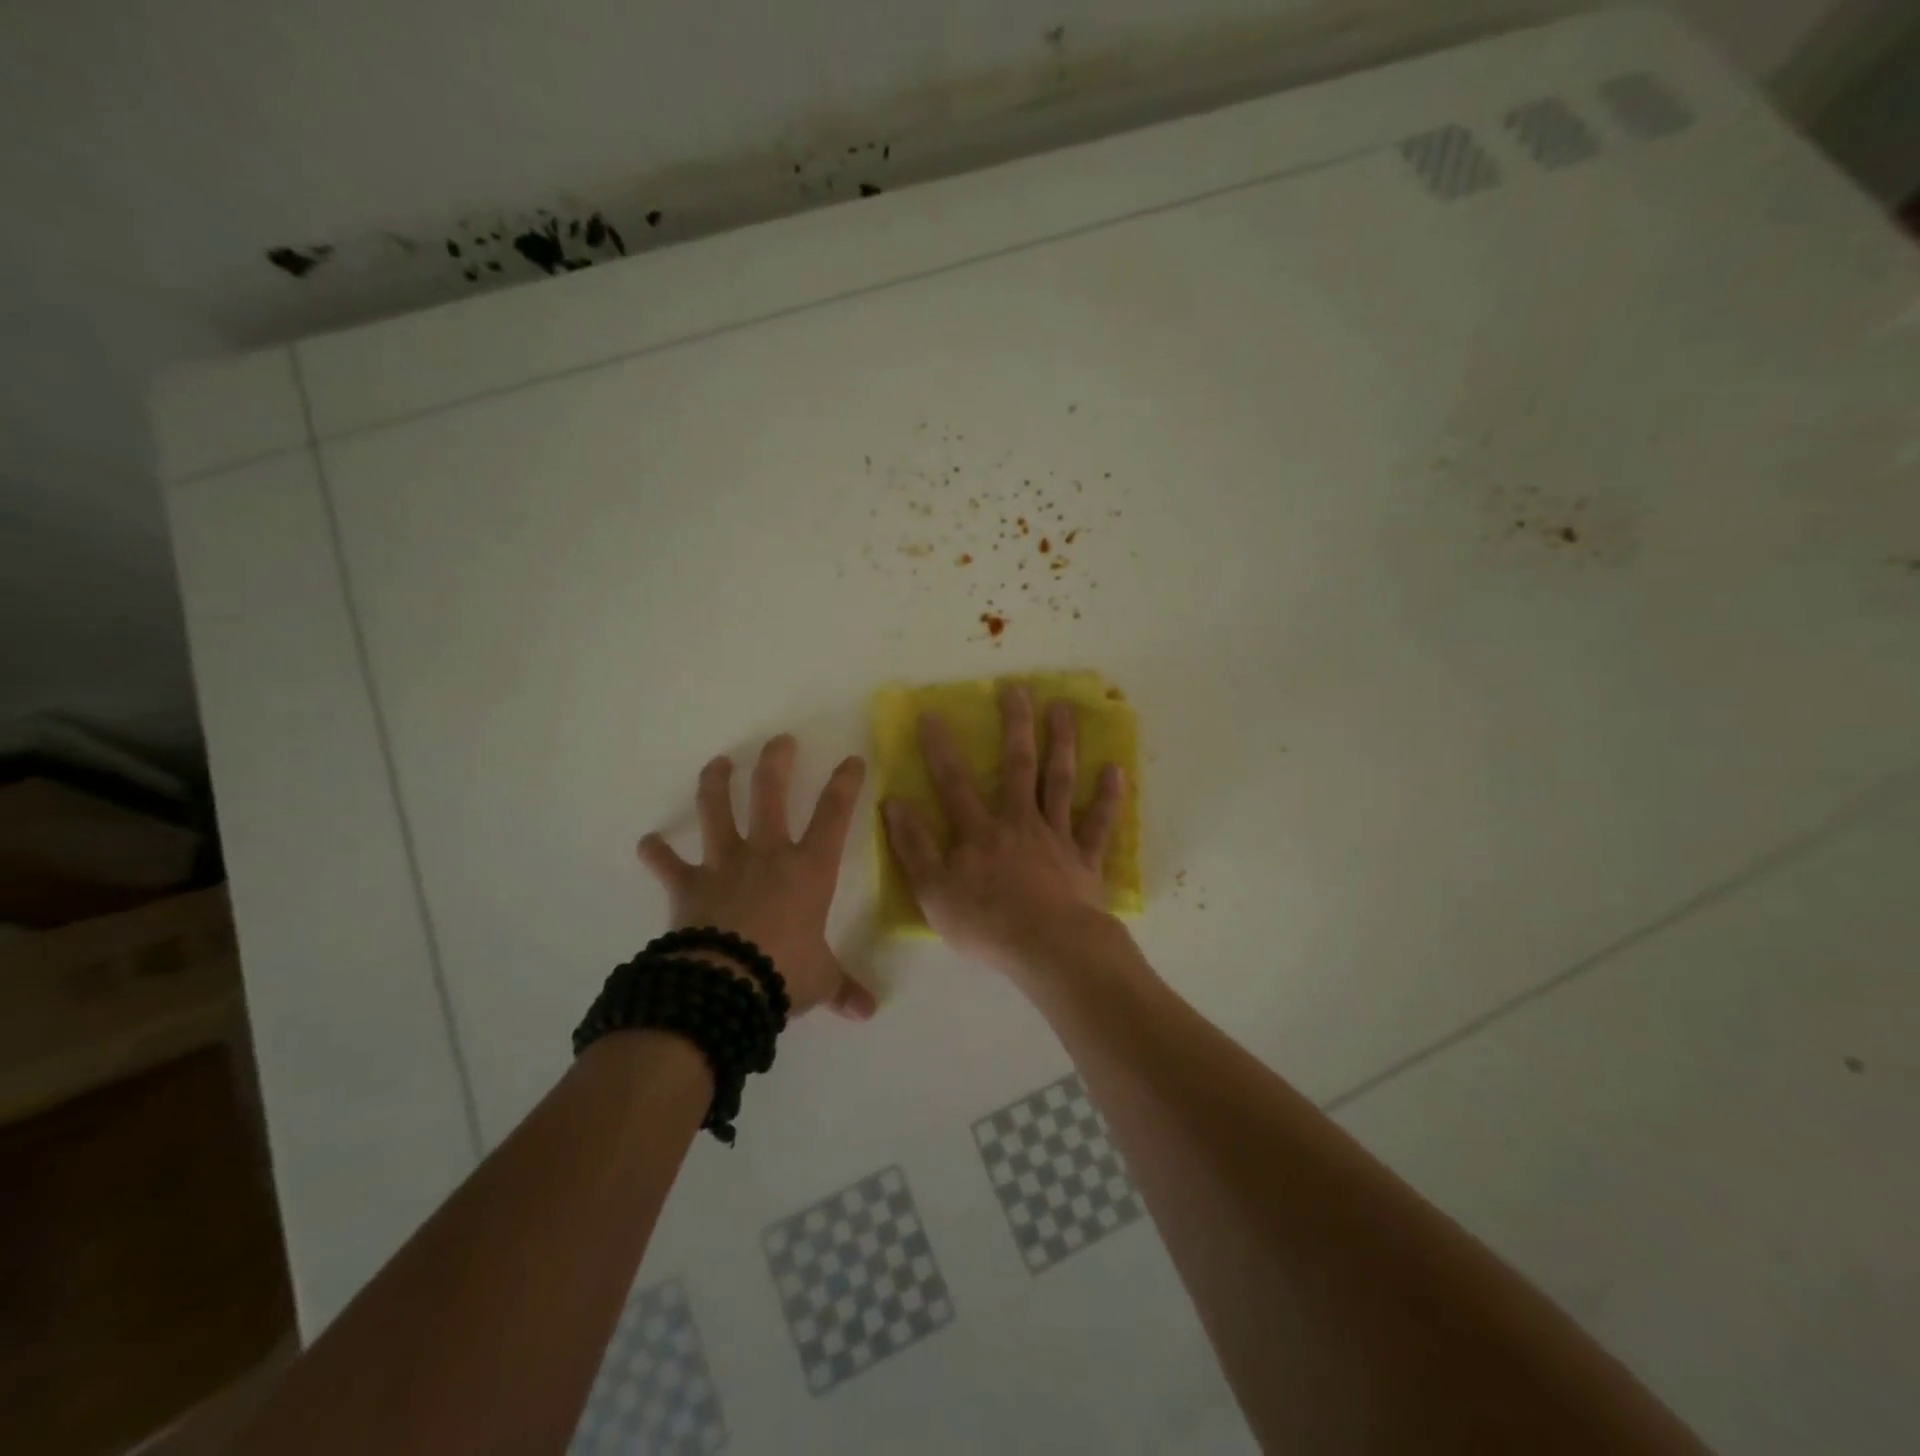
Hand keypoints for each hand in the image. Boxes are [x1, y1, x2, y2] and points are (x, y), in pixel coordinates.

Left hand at [638, 736, 877, 1020]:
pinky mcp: (688, 887)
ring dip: (715, 784)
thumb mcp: (821, 980)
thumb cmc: (783, 973)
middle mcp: (766, 855)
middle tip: (779, 741)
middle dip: (776, 763)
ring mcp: (724, 866)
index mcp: (808, 869)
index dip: (845, 784)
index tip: (851, 760)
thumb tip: (867, 1012)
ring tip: (718, 763)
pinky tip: (647, 843)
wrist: (724, 986)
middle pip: (770, 794)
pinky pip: (668, 866)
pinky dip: (656, 853)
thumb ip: (843, 988)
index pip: (834, 815)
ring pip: (717, 812)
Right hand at [881, 685, 1126, 974]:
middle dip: (1016, 726)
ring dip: (1062, 743)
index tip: (934, 713)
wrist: (1048, 948)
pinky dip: (1108, 798)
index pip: (954, 782)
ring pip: (1060, 782)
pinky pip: (1098, 824)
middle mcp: (1019, 823)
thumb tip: (894, 802)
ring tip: (1065, 709)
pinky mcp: (1085, 859)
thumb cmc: (986, 924)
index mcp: (979, 833)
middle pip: (1018, 766)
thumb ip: (914, 846)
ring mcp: (1056, 838)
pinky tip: (1116, 770)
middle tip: (1019, 689)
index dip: (941, 748)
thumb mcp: (933, 891)